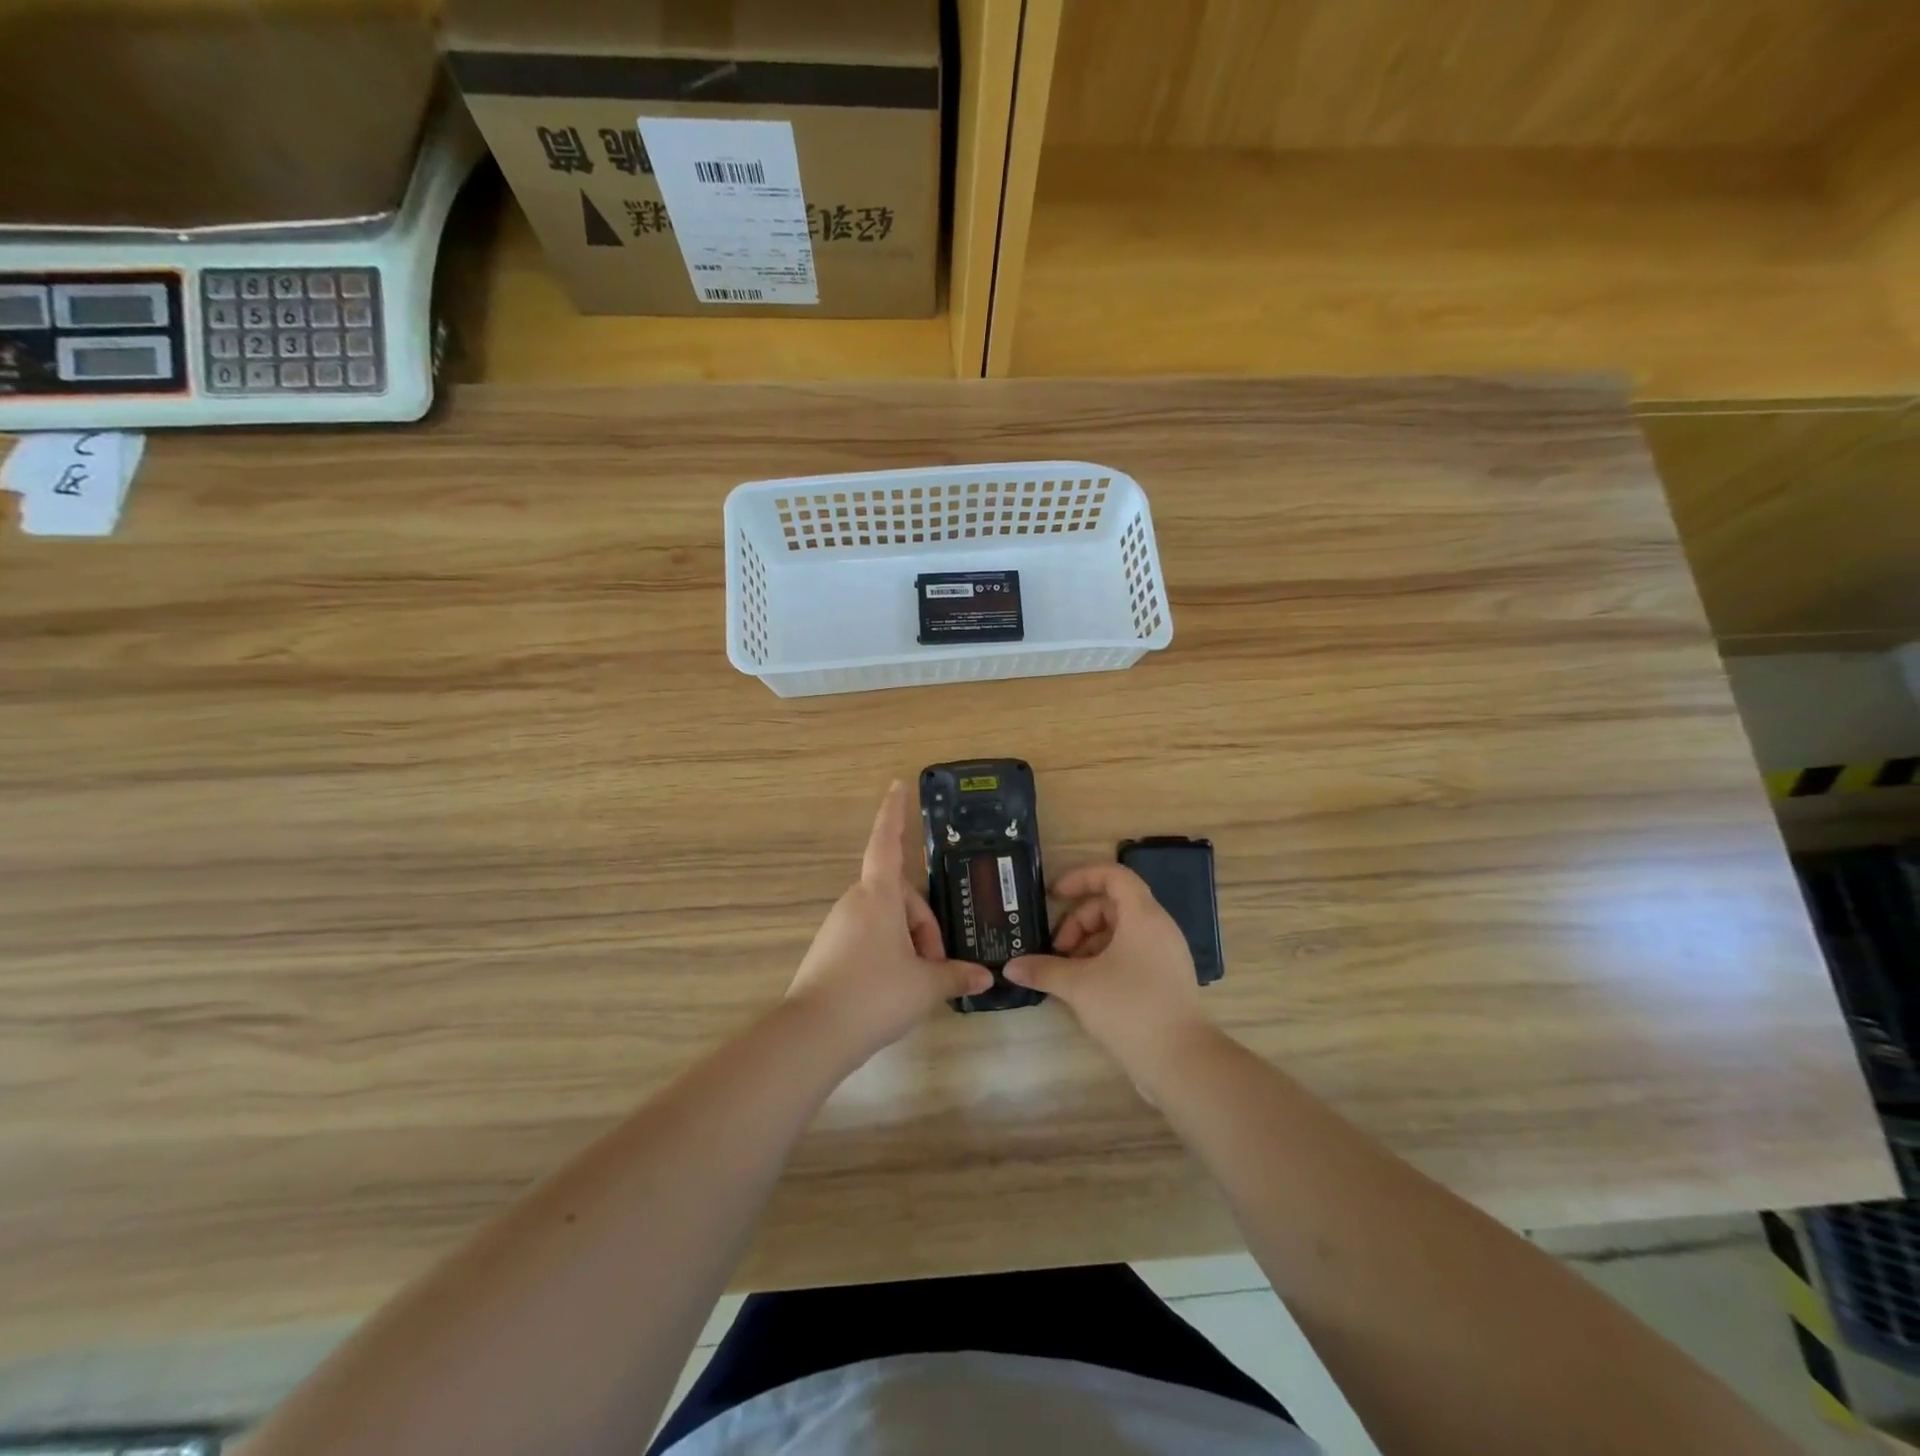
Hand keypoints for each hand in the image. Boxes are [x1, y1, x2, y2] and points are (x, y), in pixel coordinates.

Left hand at [786, 782, 992, 1066]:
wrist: (814, 1035)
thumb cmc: (875, 994)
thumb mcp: (925, 985)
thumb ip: (956, 975)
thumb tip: (984, 976)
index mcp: (878, 896)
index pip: (888, 842)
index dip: (894, 813)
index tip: (897, 785)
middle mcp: (855, 903)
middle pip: (900, 896)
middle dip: (925, 924)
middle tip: (939, 963)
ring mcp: (839, 927)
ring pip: (886, 920)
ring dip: (909, 942)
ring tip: (921, 982)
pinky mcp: (830, 952)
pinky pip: (869, 938)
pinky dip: (889, 953)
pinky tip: (897, 989)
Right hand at [1005, 865, 1214, 1092]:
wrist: (1182, 1061)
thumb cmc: (1130, 1008)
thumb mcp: (1079, 986)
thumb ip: (1043, 970)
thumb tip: (1011, 967)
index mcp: (1142, 916)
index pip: (1113, 875)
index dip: (1081, 877)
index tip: (1054, 895)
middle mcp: (1158, 927)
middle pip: (1112, 904)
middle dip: (1079, 921)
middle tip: (1058, 950)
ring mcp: (1165, 954)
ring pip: (1120, 931)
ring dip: (1089, 943)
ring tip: (1068, 972)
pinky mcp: (1166, 978)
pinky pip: (1131, 952)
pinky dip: (1105, 959)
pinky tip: (1087, 988)